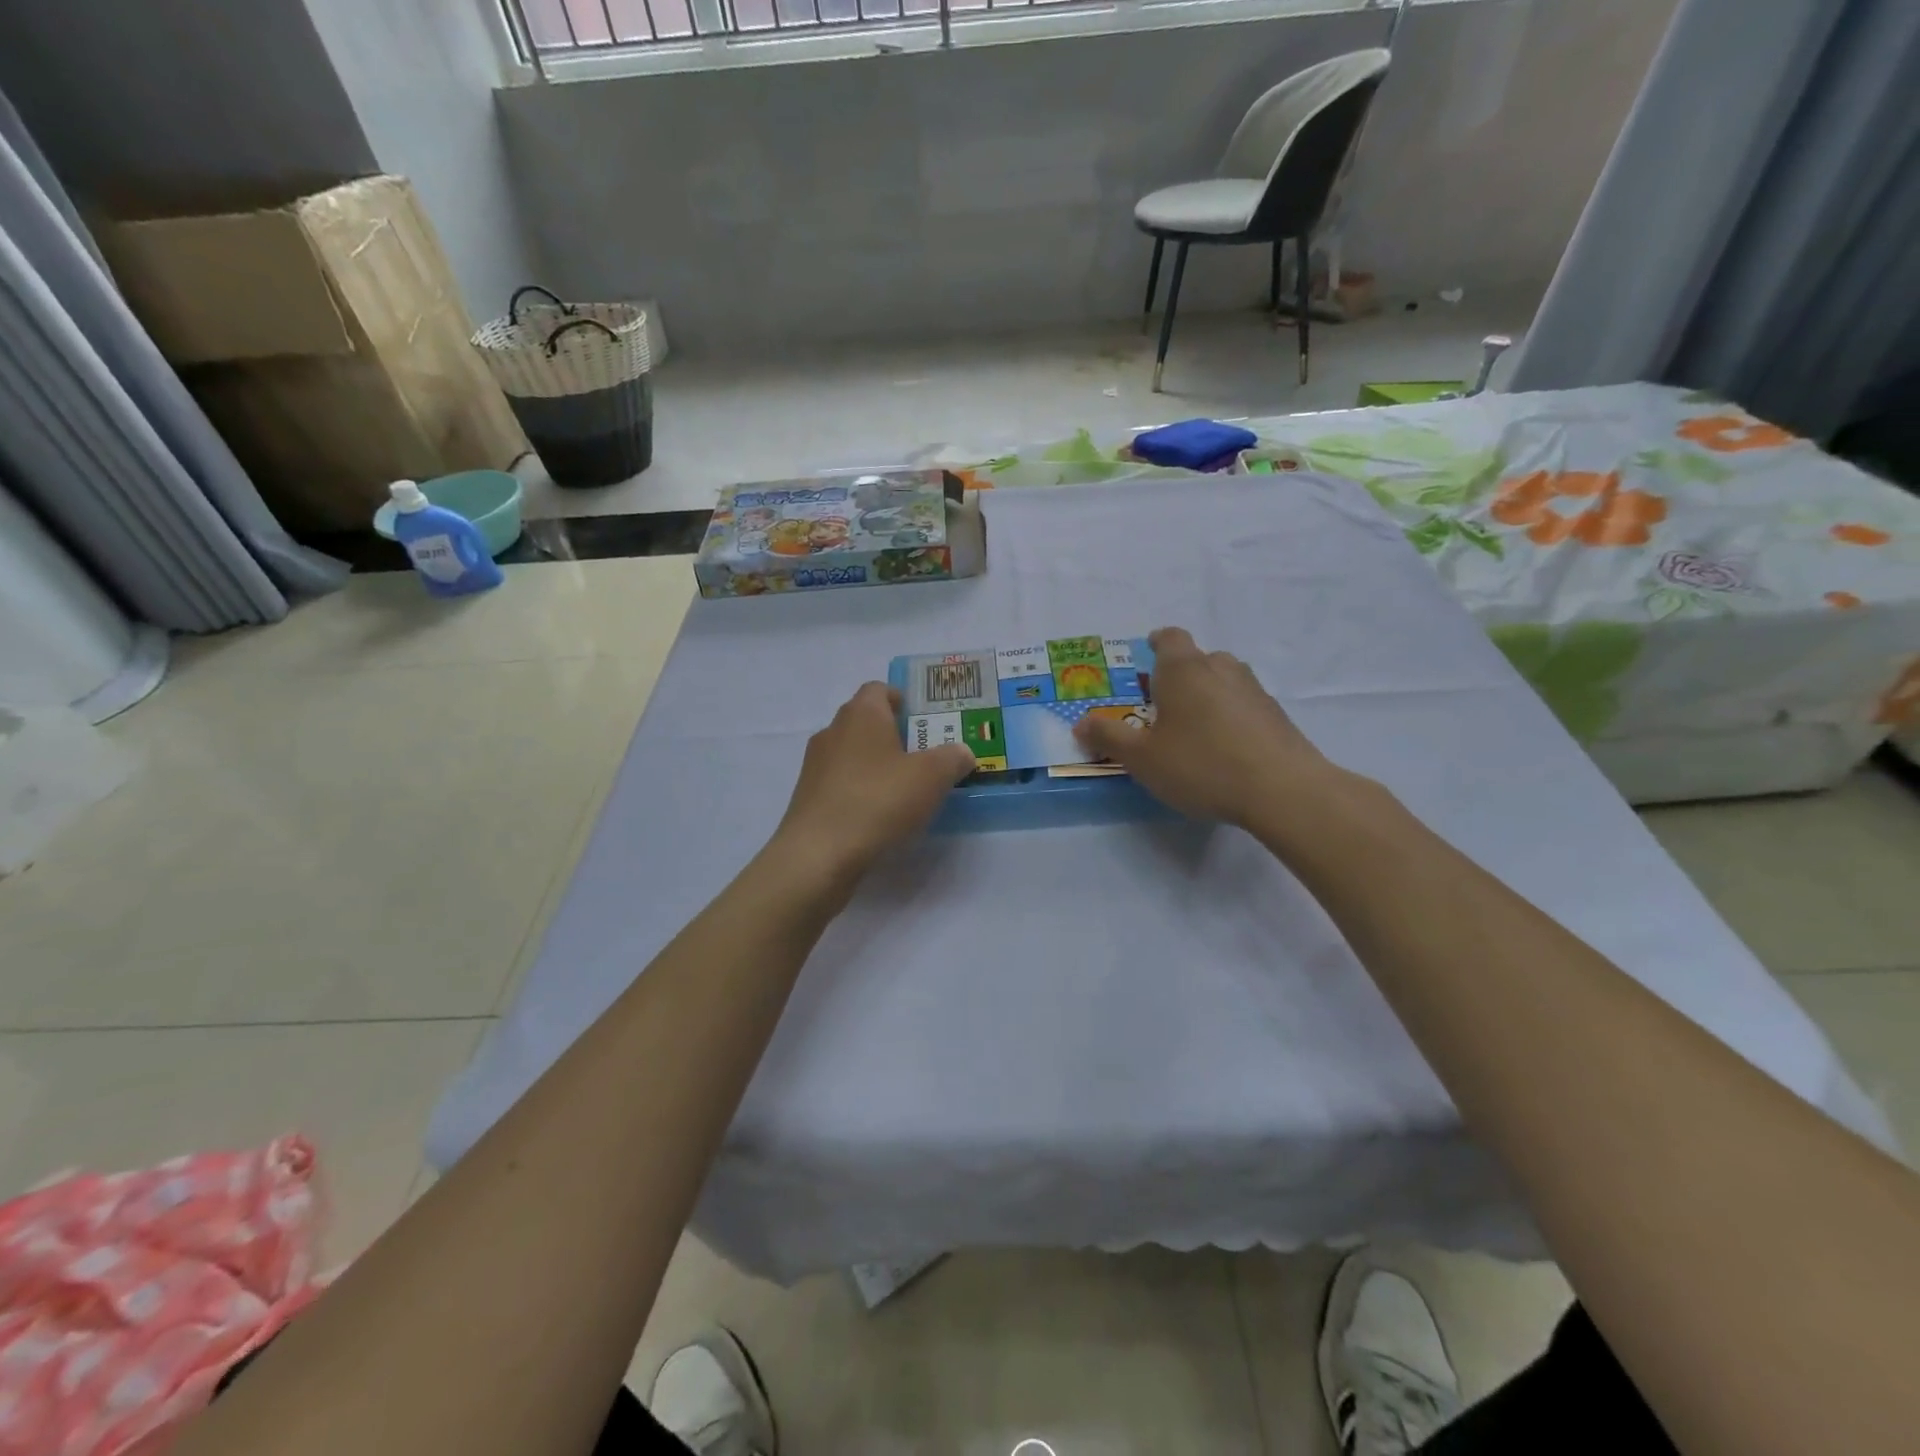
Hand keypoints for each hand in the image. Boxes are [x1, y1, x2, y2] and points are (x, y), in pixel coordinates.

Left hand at [774, 682, 974, 879]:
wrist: (819, 854)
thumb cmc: (878, 801)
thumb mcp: (932, 777)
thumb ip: (952, 758)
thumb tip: (961, 752)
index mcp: (862, 714)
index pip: (878, 689)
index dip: (901, 699)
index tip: (922, 720)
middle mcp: (833, 731)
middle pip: (864, 721)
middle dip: (892, 734)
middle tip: (922, 756)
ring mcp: (815, 765)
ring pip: (851, 753)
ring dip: (874, 764)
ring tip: (903, 788)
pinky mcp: (808, 797)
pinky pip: (840, 783)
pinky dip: (858, 790)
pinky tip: (878, 814)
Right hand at [1073, 627, 1332, 825]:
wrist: (1282, 789)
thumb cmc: (1200, 764)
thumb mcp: (1142, 758)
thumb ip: (1109, 737)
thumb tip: (1081, 723)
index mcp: (1183, 669)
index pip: (1170, 637)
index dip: (1157, 643)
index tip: (1147, 654)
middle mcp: (1220, 668)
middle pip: (1197, 659)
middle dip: (1179, 676)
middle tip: (1161, 706)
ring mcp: (1253, 690)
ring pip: (1223, 681)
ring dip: (1206, 695)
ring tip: (1193, 729)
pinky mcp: (1276, 715)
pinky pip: (1243, 705)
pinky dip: (1230, 717)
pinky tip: (1224, 749)